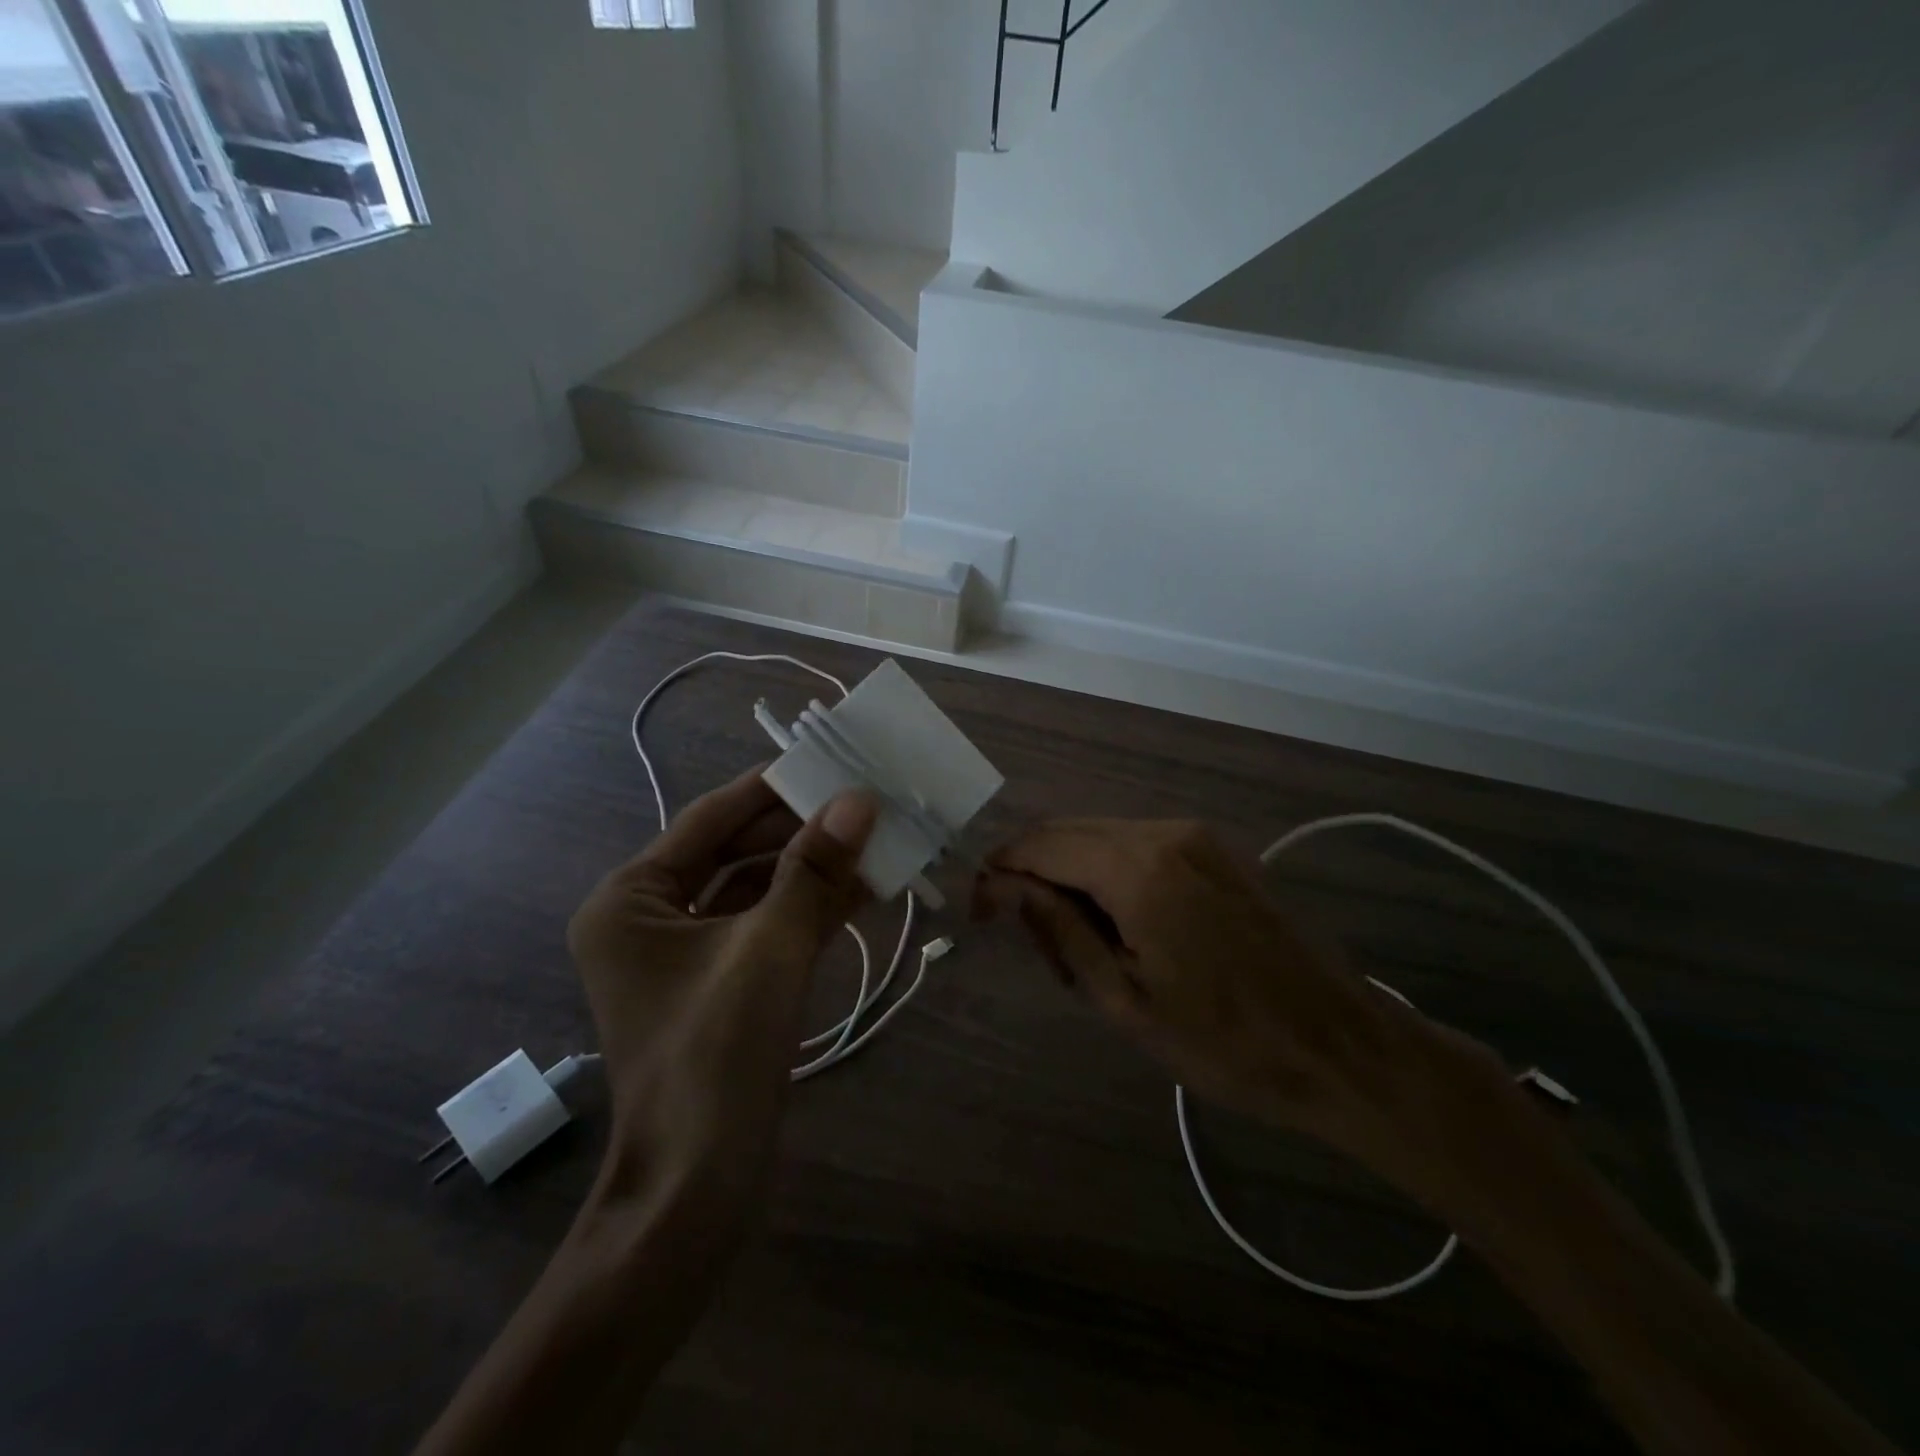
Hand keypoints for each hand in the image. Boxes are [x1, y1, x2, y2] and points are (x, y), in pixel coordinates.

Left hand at [567, 767, 876, 1214]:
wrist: (697, 1189)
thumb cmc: (715, 1056)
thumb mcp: (769, 950)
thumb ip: (813, 871)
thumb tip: (857, 799)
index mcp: (633, 898)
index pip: (711, 818)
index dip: (774, 789)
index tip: (830, 761)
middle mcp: (650, 916)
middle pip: (736, 851)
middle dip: (801, 830)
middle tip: (865, 800)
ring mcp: (686, 953)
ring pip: (757, 889)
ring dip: (813, 869)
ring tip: (876, 838)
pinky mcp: (721, 983)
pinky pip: (768, 927)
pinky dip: (811, 908)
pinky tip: (865, 888)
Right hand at [974, 818, 1508, 1203]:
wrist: (1342, 1047)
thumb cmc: (1226, 1043)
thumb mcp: (1124, 999)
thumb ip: (1058, 929)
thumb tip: (1001, 885)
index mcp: (1138, 868)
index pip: (1039, 846)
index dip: (998, 873)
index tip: (978, 914)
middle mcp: (1164, 831)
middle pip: (1067, 833)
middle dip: (1034, 877)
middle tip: (1038, 948)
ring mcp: (1195, 835)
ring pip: (1101, 837)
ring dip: (1072, 879)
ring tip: (1082, 950)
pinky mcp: (1216, 848)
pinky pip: (1138, 845)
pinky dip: (1110, 875)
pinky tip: (1123, 928)